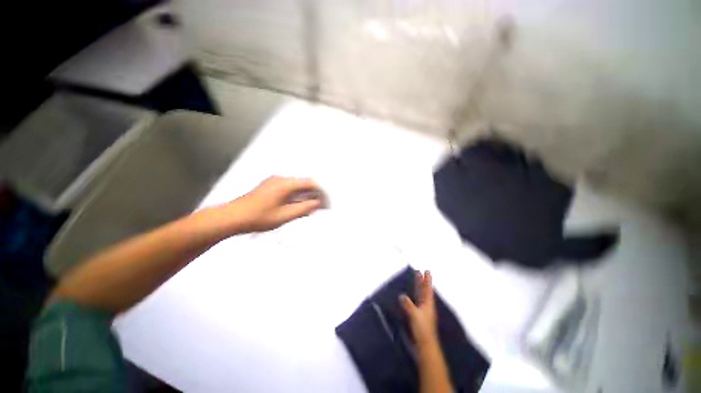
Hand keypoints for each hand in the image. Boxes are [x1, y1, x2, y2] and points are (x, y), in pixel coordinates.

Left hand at [229, 176, 324, 232]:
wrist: (232, 217)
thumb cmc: (259, 217)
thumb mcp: (285, 215)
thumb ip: (304, 208)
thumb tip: (318, 203)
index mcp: (286, 183)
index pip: (311, 183)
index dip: (322, 192)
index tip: (327, 202)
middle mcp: (281, 179)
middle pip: (304, 184)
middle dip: (314, 195)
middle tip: (321, 208)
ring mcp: (274, 182)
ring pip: (297, 187)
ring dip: (305, 196)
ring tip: (311, 209)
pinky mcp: (270, 186)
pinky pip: (289, 189)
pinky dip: (296, 197)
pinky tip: (297, 207)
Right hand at [400, 270, 437, 346]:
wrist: (425, 344)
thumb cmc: (422, 329)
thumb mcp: (415, 315)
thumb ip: (408, 305)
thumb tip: (401, 296)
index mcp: (428, 304)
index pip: (427, 289)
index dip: (427, 280)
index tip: (427, 271)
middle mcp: (426, 305)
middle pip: (424, 290)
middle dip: (422, 281)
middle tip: (419, 271)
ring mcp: (423, 310)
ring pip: (421, 295)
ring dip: (419, 287)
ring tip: (417, 280)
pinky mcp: (419, 315)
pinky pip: (417, 301)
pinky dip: (415, 295)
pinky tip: (411, 295)